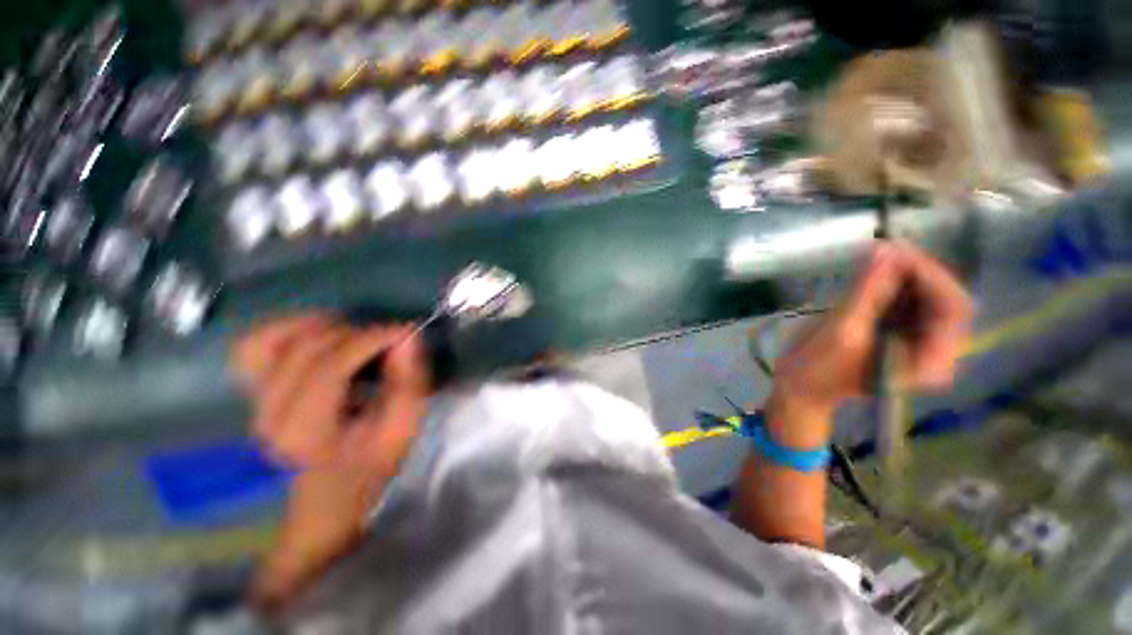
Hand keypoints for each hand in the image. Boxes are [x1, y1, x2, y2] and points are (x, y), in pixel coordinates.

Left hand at [233, 315, 429, 609]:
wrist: (326, 499)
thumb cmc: (369, 466)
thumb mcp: (401, 429)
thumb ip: (408, 382)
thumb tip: (407, 338)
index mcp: (306, 431)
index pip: (329, 366)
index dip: (370, 339)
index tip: (405, 332)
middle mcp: (269, 413)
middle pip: (304, 348)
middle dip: (355, 333)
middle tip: (386, 341)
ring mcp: (254, 401)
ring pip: (270, 340)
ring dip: (317, 327)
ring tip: (351, 335)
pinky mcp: (253, 392)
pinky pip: (253, 347)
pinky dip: (285, 331)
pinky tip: (317, 336)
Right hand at [770, 242, 972, 441]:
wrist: (800, 385)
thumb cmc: (819, 369)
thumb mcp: (842, 332)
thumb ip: (866, 293)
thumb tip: (882, 250)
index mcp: (929, 362)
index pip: (951, 310)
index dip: (931, 278)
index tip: (898, 254)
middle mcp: (932, 349)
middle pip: (942, 300)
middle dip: (917, 272)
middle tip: (885, 250)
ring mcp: (913, 338)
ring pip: (923, 295)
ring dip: (904, 273)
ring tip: (876, 255)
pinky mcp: (894, 330)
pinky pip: (903, 299)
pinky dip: (890, 281)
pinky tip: (872, 269)